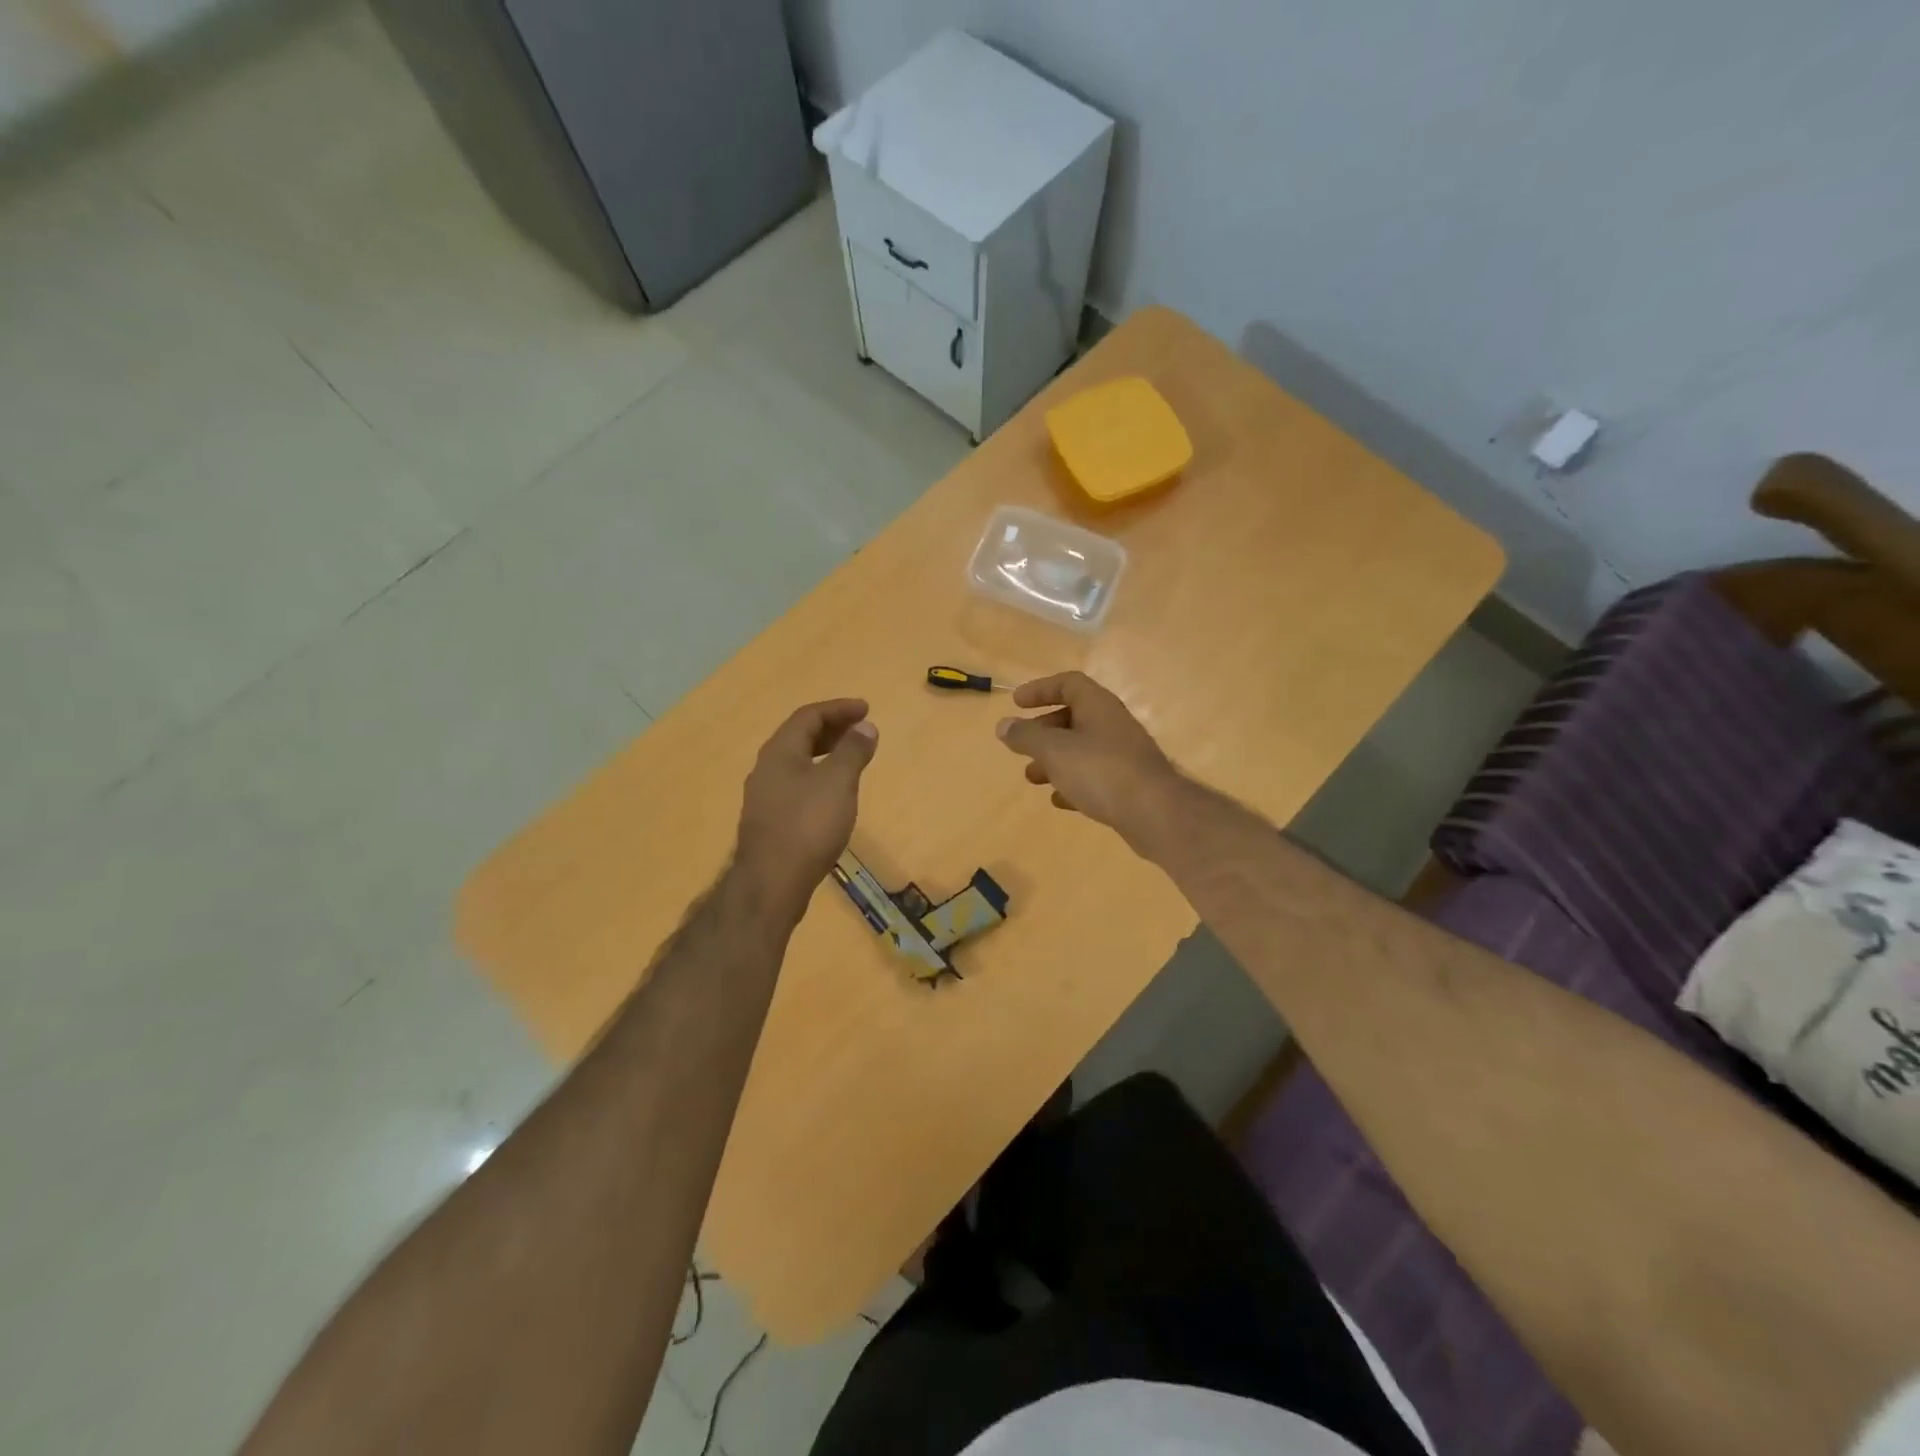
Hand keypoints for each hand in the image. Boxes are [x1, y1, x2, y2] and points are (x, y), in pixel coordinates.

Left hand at [735, 699, 878, 916]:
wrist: (771, 883)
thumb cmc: (807, 825)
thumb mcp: (838, 782)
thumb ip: (852, 751)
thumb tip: (865, 726)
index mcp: (780, 752)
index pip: (808, 716)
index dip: (838, 709)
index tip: (866, 709)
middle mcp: (767, 768)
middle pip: (799, 737)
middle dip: (832, 728)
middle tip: (861, 730)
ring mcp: (765, 796)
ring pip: (797, 762)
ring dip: (825, 753)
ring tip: (851, 759)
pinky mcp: (769, 821)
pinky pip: (796, 784)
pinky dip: (818, 776)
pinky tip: (833, 794)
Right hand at [995, 672, 1186, 855]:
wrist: (1155, 813)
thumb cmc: (1101, 771)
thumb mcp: (1055, 751)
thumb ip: (1026, 736)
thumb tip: (1003, 725)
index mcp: (1098, 706)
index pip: (1069, 684)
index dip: (1041, 689)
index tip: (1016, 703)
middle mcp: (1113, 725)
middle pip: (1074, 717)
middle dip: (1043, 731)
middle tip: (1021, 745)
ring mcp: (1124, 756)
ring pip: (1082, 749)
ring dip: (1054, 760)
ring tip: (1031, 778)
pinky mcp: (1129, 785)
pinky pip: (1095, 777)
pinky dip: (1073, 783)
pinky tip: (1059, 800)